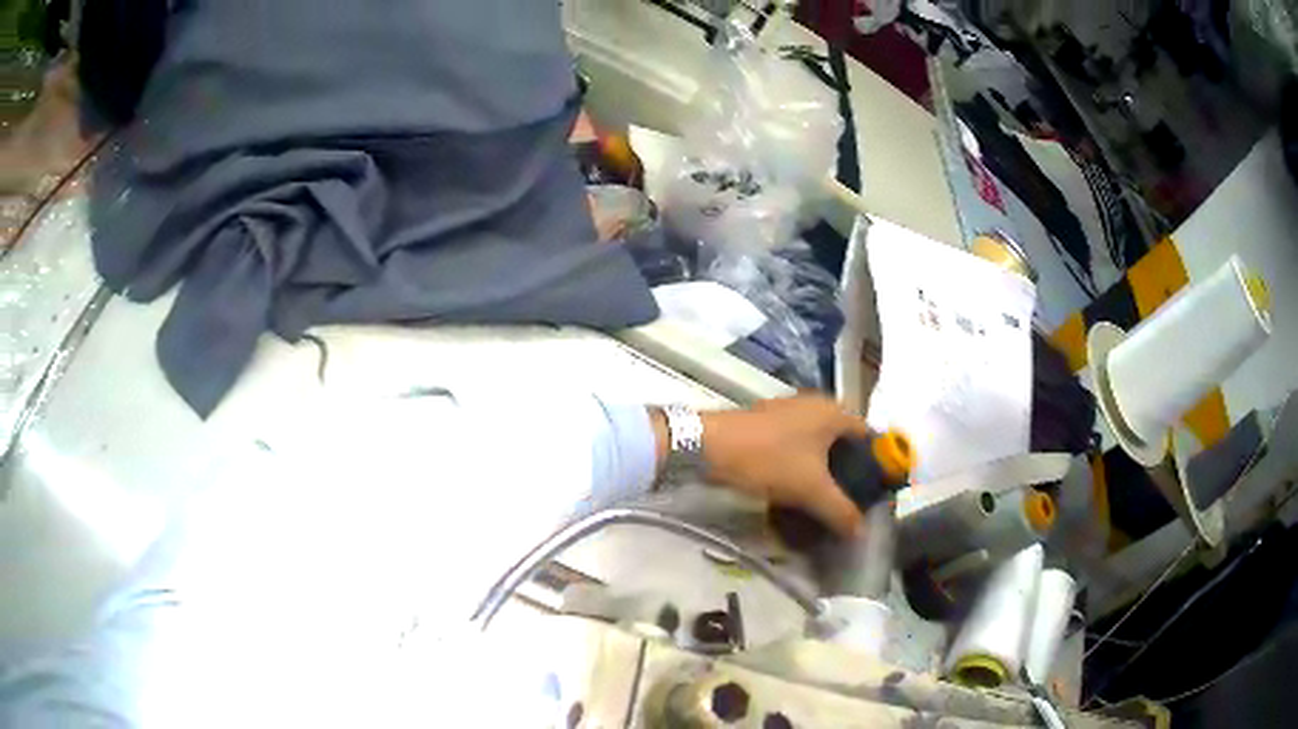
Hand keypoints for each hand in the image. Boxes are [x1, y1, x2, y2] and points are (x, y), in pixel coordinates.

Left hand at [701, 395, 868, 537]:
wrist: (709, 446)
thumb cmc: (770, 460)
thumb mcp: (811, 491)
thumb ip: (841, 512)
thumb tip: (861, 532)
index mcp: (835, 412)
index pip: (869, 437)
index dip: (876, 465)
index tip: (874, 494)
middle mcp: (816, 405)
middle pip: (844, 442)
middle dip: (848, 472)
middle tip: (851, 503)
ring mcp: (790, 412)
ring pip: (818, 446)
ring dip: (824, 472)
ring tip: (826, 503)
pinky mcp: (769, 423)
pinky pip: (797, 447)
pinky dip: (803, 467)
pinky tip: (798, 491)